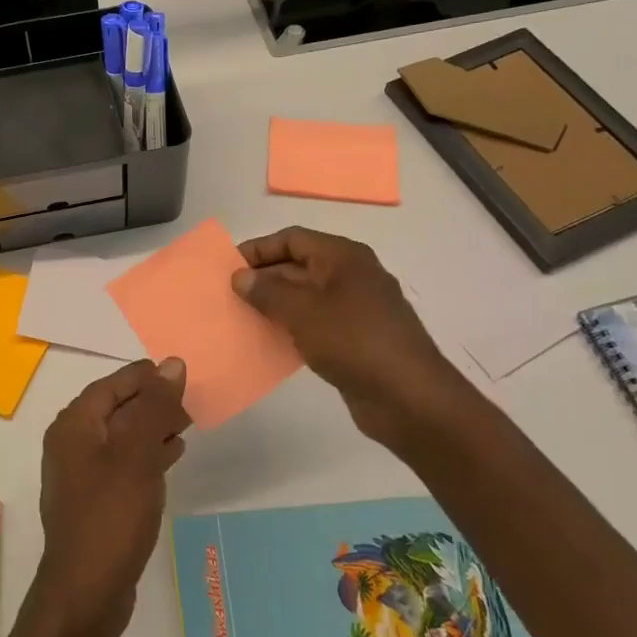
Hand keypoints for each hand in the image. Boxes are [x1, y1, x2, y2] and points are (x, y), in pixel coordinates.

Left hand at [32, 358, 190, 636]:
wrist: (86, 594)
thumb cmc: (110, 516)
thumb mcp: (137, 455)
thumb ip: (155, 407)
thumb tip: (173, 363)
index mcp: (74, 426)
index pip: (110, 385)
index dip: (144, 376)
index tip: (178, 372)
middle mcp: (72, 444)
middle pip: (115, 409)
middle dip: (151, 401)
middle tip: (189, 399)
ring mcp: (82, 475)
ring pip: (121, 436)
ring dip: (152, 426)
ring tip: (187, 422)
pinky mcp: (96, 501)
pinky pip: (124, 463)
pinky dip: (147, 453)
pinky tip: (172, 454)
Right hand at [232, 227, 478, 452]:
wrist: (409, 398)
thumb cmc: (354, 341)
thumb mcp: (303, 311)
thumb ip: (268, 291)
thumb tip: (241, 276)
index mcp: (344, 257)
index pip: (292, 239)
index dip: (258, 249)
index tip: (227, 267)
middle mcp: (351, 276)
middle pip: (298, 266)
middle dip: (263, 278)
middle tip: (228, 295)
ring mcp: (356, 309)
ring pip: (305, 297)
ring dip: (274, 305)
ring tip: (241, 318)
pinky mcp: (356, 339)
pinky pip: (315, 324)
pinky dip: (291, 328)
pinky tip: (268, 342)